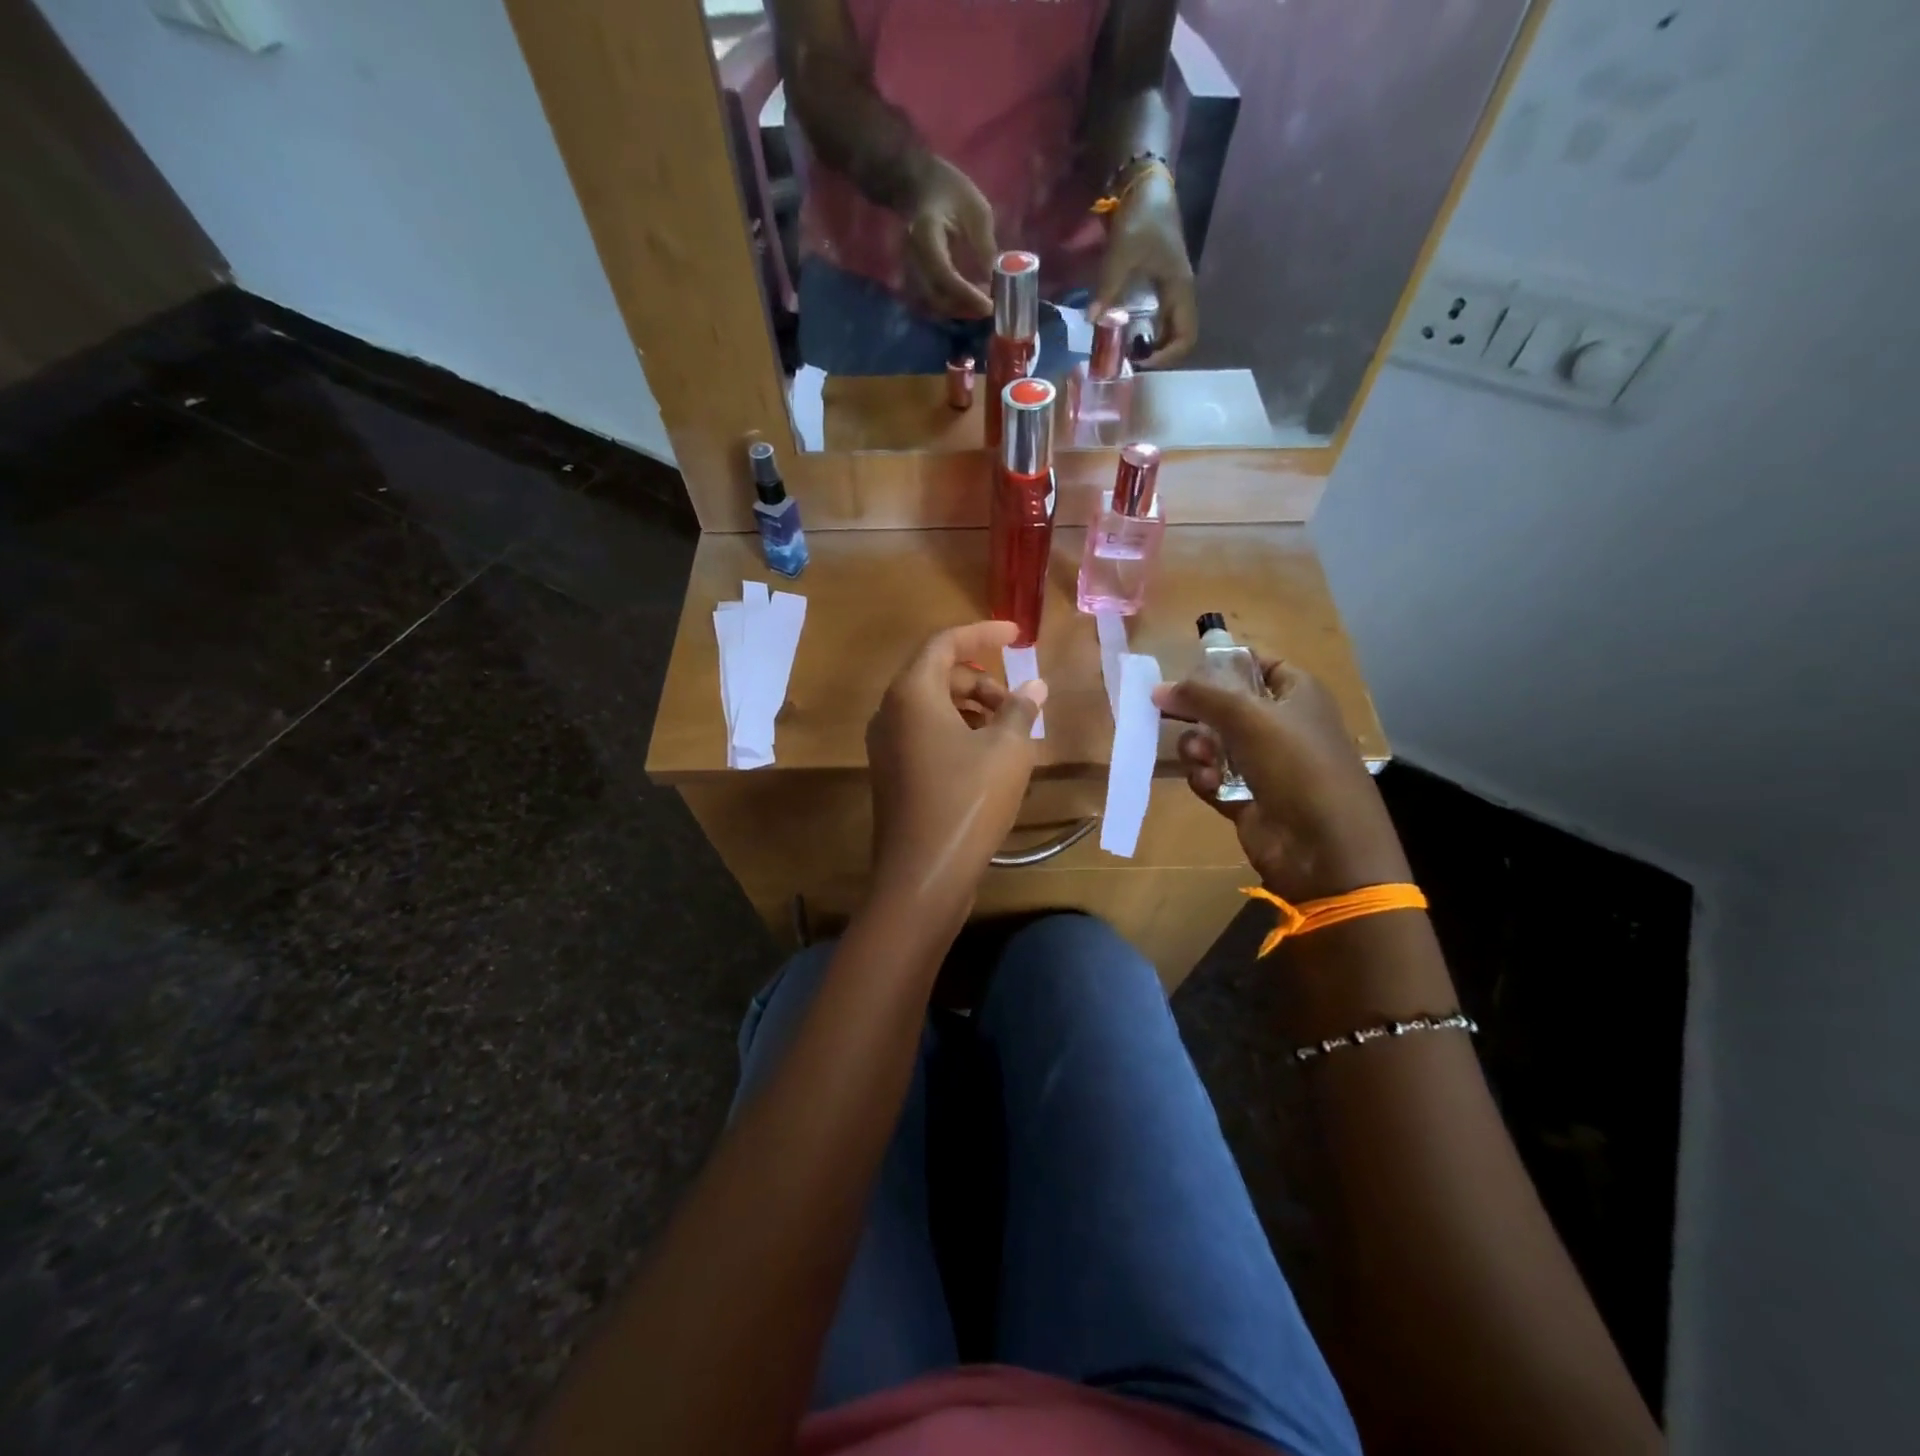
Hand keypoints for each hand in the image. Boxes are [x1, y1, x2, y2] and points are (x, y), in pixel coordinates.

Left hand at [867, 621, 1046, 923]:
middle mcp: (890, 712)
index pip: (944, 643)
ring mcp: (886, 745)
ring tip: (1010, 732)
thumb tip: (1035, 687)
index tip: (1016, 635)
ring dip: (972, 708)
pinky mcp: (892, 773)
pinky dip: (957, 732)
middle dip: (981, 680)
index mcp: (912, 694)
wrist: (922, 874)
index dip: (982, 633)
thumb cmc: (967, 801)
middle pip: (937, 675)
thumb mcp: (1007, 750)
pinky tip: (989, 758)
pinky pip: (925, 734)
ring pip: (932, 707)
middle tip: (1018, 703)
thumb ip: (1020, 710)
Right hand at [902, 158, 997, 317]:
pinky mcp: (914, 276)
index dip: (967, 295)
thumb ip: (985, 247)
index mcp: (926, 235)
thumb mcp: (977, 211)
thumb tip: (994, 282)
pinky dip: (952, 304)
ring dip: (959, 309)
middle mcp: (913, 257)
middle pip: (937, 298)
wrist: (918, 183)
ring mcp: (910, 268)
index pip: (945, 276)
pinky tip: (969, 299)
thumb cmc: (950, 189)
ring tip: (982, 303)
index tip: (989, 305)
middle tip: (989, 307)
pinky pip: (933, 299)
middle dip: (965, 308)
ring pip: (934, 303)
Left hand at [1091, 168, 1197, 368]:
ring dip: (1151, 345)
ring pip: (1169, 330)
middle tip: (1129, 361)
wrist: (1145, 184)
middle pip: (1179, 338)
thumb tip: (1093, 320)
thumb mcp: (1121, 253)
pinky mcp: (1161, 284)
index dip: (1166, 357)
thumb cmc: (1141, 216)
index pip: (1185, 337)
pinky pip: (1159, 318)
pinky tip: (1124, 333)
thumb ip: (1107, 288)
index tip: (1140, 361)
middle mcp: (1181, 293)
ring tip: (1125, 351)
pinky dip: (1146, 331)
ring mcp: (1172, 288)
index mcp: (1180, 288)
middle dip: (1157, 355)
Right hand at [1152, 657, 1408, 901]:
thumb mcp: (1249, 716)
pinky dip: (1205, 779)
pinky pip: (1213, 778)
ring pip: (1214, 743)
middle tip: (1169, 713)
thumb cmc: (1296, 764)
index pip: (1259, 665)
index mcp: (1297, 695)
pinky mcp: (1248, 799)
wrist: (1324, 846)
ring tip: (1200, 759)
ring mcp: (1265, 765)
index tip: (1186, 671)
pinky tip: (1208, 784)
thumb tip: (1158, 688)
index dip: (1225, 663)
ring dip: (1199, 748)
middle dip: (1199, 712)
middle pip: (1227, 706)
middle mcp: (1282, 726)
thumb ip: (1201, 695)